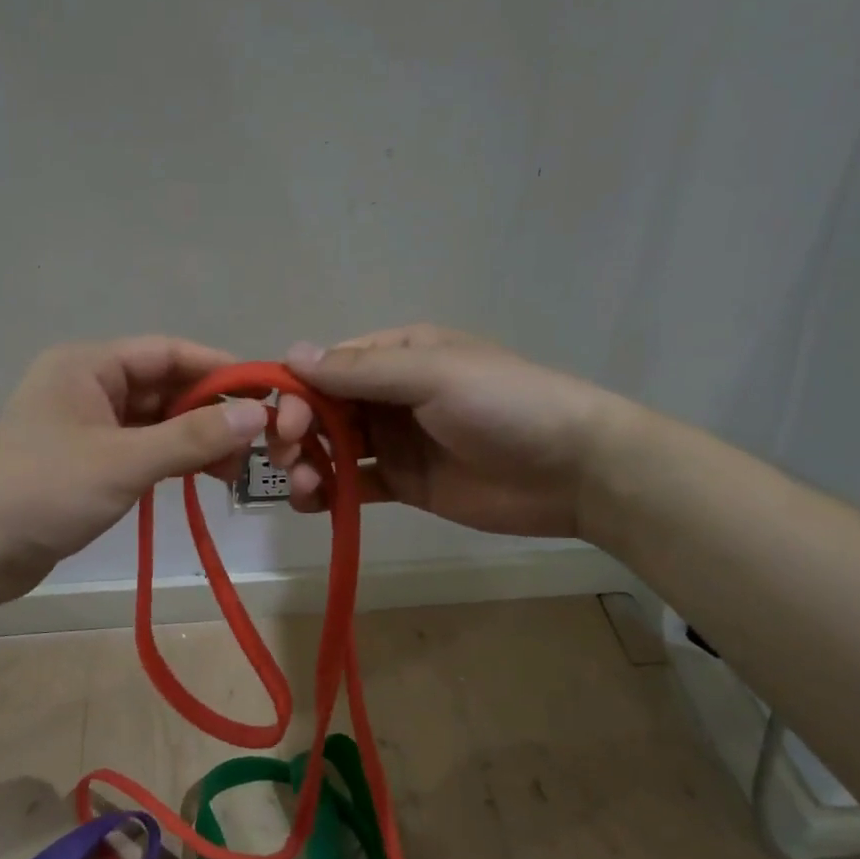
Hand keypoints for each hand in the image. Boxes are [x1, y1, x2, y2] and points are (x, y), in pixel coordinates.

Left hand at [0, 337, 267, 606]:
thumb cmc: (45, 491)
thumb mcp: (124, 461)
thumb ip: (192, 438)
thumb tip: (258, 415)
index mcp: (88, 366)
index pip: (168, 353)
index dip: (218, 369)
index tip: (266, 391)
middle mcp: (87, 386)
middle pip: (164, 387)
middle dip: (211, 411)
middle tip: (259, 440)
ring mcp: (85, 426)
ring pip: (155, 422)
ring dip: (195, 439)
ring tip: (237, 467)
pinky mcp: (85, 462)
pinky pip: (140, 449)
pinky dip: (171, 460)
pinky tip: (203, 477)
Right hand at [268, 325, 625, 539]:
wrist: (574, 470)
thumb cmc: (505, 405)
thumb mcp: (434, 374)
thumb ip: (363, 370)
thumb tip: (291, 354)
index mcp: (398, 355)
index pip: (329, 367)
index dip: (298, 392)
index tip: (284, 423)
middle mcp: (391, 395)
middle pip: (325, 409)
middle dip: (298, 431)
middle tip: (287, 457)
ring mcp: (397, 441)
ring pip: (334, 448)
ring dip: (308, 464)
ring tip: (302, 487)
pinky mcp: (405, 483)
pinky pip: (354, 485)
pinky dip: (328, 493)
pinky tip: (313, 504)